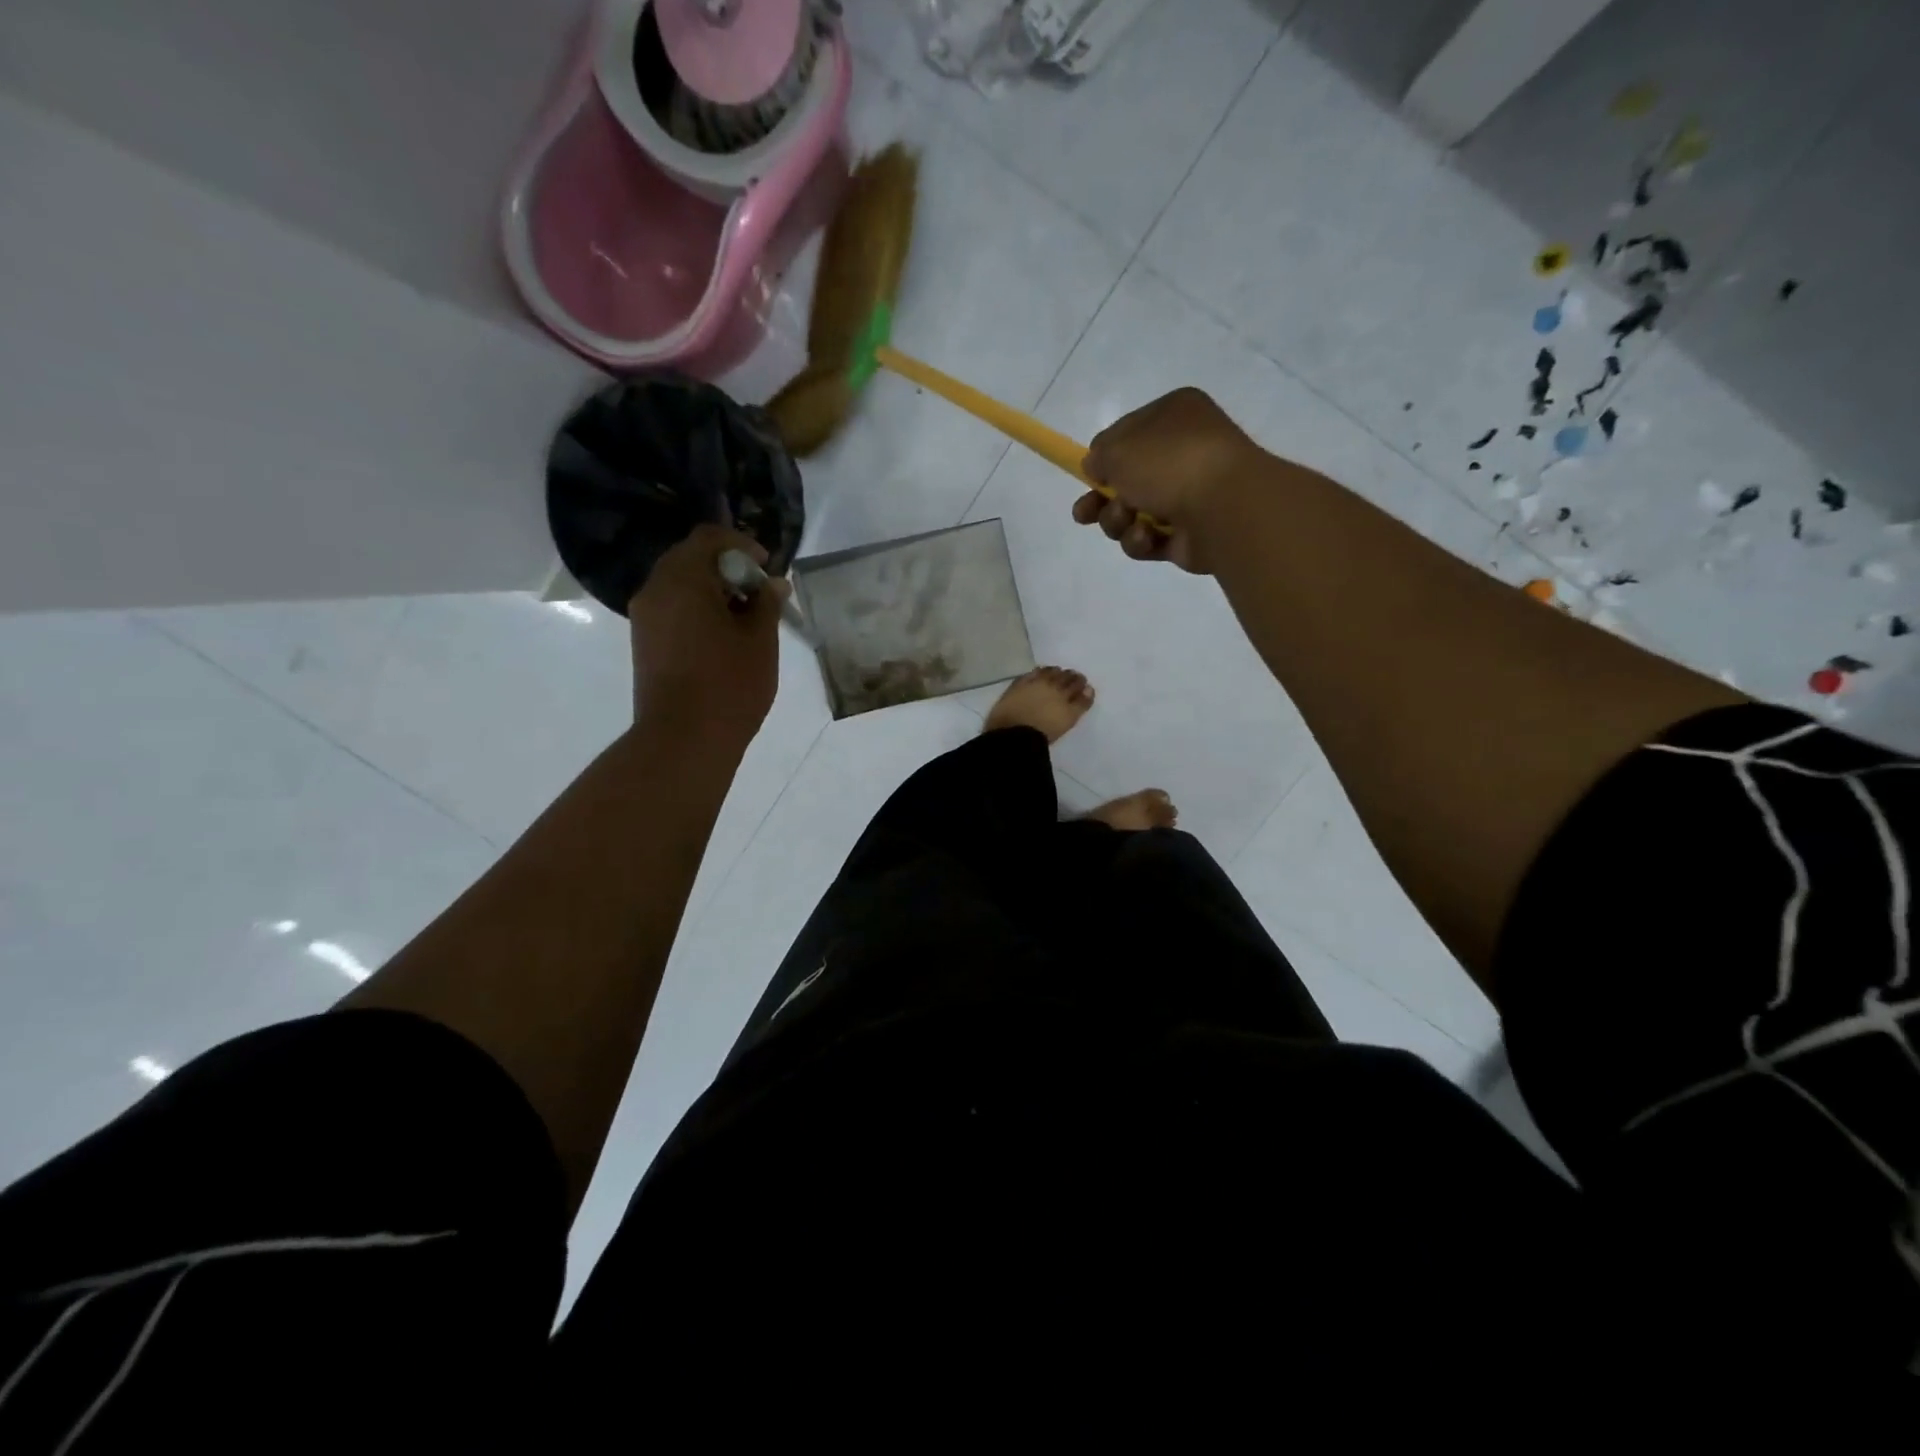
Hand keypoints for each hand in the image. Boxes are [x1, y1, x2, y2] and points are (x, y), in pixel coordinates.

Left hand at [627, 524, 787, 744]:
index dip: (742, 545)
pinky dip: (698, 612)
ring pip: (680, 587)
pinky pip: (673, 611)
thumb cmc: (729, 684)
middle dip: (728, 570)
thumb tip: (772, 585)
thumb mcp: (760, 640)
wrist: (683, 740)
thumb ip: (767, 604)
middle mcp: (655, 590)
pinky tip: (724, 640)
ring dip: (713, 593)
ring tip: (746, 621)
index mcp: (682, 578)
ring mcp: (645, 618)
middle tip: (759, 595)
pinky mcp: (644, 644)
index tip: (766, 568)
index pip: (709, 538)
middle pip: (690, 559)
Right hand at [1074, 387, 1264, 573]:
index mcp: (1173, 416)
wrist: (1222, 506)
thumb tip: (1097, 468)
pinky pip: (1148, 540)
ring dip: (1117, 521)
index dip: (1105, 456)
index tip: (1089, 473)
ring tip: (1125, 519)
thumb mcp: (1118, 447)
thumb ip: (1098, 455)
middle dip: (1100, 499)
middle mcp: (1183, 452)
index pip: (1128, 433)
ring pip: (1131, 514)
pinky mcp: (1187, 536)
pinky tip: (1147, 536)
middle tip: (1085, 513)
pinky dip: (1140, 540)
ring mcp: (1187, 496)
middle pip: (1126, 480)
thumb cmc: (1169, 462)